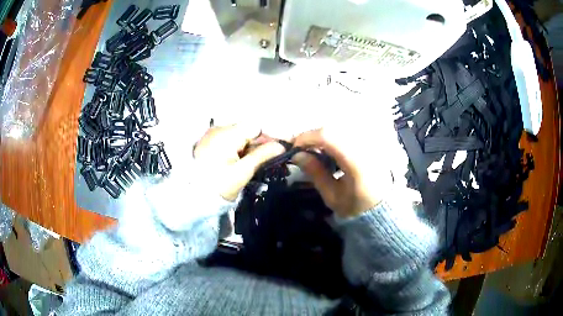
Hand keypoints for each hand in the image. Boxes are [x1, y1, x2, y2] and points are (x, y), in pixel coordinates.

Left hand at [193, 124, 285, 200]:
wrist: (195, 197)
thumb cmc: (219, 186)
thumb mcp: (243, 172)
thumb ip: (262, 156)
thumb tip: (281, 146)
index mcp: (226, 135)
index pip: (255, 127)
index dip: (269, 137)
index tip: (278, 150)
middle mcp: (218, 129)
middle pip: (246, 130)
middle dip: (259, 143)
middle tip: (267, 159)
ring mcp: (212, 134)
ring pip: (239, 135)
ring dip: (249, 146)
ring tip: (253, 162)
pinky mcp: (209, 142)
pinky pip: (229, 139)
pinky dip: (238, 147)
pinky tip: (240, 160)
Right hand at [293, 128, 392, 217]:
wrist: (384, 208)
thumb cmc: (357, 207)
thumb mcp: (333, 196)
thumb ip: (316, 173)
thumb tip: (297, 154)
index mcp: (357, 162)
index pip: (328, 136)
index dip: (307, 137)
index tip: (294, 147)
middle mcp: (366, 145)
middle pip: (334, 128)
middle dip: (314, 135)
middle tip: (303, 148)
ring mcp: (371, 141)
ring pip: (342, 127)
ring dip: (324, 135)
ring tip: (315, 149)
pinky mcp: (372, 141)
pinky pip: (350, 131)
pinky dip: (336, 136)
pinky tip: (331, 149)